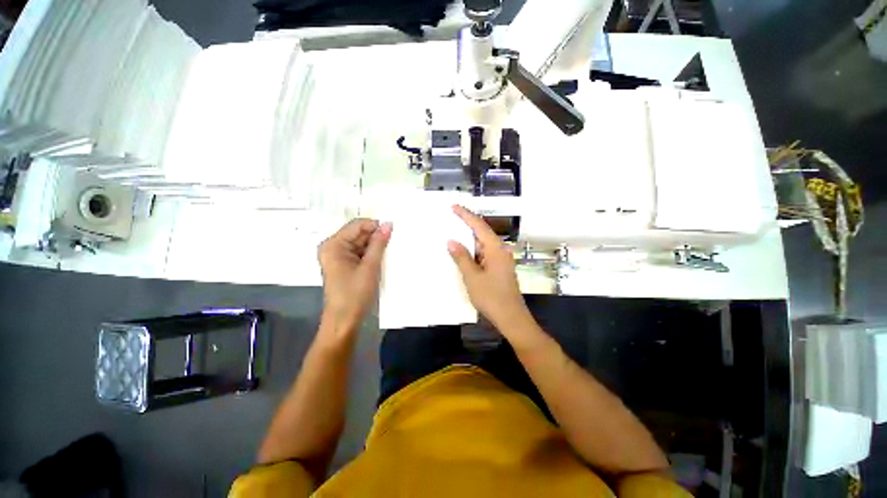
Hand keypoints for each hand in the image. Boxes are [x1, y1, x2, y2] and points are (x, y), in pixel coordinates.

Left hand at [318, 219, 391, 331]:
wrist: (344, 320)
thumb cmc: (355, 294)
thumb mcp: (370, 267)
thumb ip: (379, 244)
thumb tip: (388, 225)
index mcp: (333, 245)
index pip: (357, 225)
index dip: (375, 226)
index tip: (393, 231)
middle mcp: (333, 247)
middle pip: (358, 233)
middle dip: (376, 236)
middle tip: (394, 241)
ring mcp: (338, 256)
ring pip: (361, 243)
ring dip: (375, 245)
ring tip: (390, 250)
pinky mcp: (344, 264)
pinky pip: (360, 252)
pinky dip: (371, 253)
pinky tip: (382, 257)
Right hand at [447, 205, 531, 330]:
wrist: (511, 318)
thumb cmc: (491, 297)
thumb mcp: (472, 277)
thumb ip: (461, 257)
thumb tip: (451, 241)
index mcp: (496, 249)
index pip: (479, 226)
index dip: (466, 215)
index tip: (454, 207)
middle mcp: (500, 250)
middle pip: (482, 233)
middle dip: (466, 226)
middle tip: (450, 219)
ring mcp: (501, 260)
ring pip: (482, 245)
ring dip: (468, 241)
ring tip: (452, 234)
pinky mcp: (499, 268)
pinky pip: (484, 255)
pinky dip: (473, 252)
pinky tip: (462, 253)